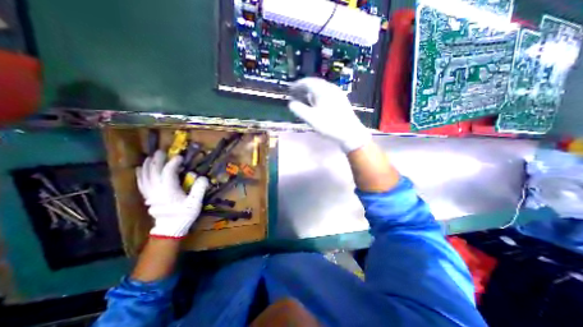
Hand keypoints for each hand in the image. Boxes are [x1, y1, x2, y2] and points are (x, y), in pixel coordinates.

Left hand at [135, 150, 209, 237]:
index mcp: (168, 190)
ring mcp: (150, 193)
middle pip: (154, 172)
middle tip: (161, 152)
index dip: (173, 163)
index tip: (180, 157)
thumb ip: (199, 189)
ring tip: (150, 157)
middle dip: (157, 161)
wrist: (170, 228)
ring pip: (145, 176)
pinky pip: (141, 183)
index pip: (168, 172)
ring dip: (147, 165)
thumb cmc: (184, 215)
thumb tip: (202, 177)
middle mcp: (156, 190)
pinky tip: (139, 169)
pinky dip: (140, 175)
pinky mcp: (148, 197)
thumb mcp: (195, 203)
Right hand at [288, 77, 372, 151]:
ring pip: (322, 88)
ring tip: (306, 98)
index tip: (291, 90)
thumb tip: (291, 103)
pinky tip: (318, 103)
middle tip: (297, 94)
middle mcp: (330, 88)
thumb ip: (299, 109)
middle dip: (304, 88)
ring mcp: (338, 94)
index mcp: (322, 90)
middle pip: (315, 83)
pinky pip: (327, 93)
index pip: (307, 82)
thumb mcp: (311, 118)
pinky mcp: (342, 100)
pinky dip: (319, 95)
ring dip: (312, 91)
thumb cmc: (329, 125)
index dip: (297, 85)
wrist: (350, 133)